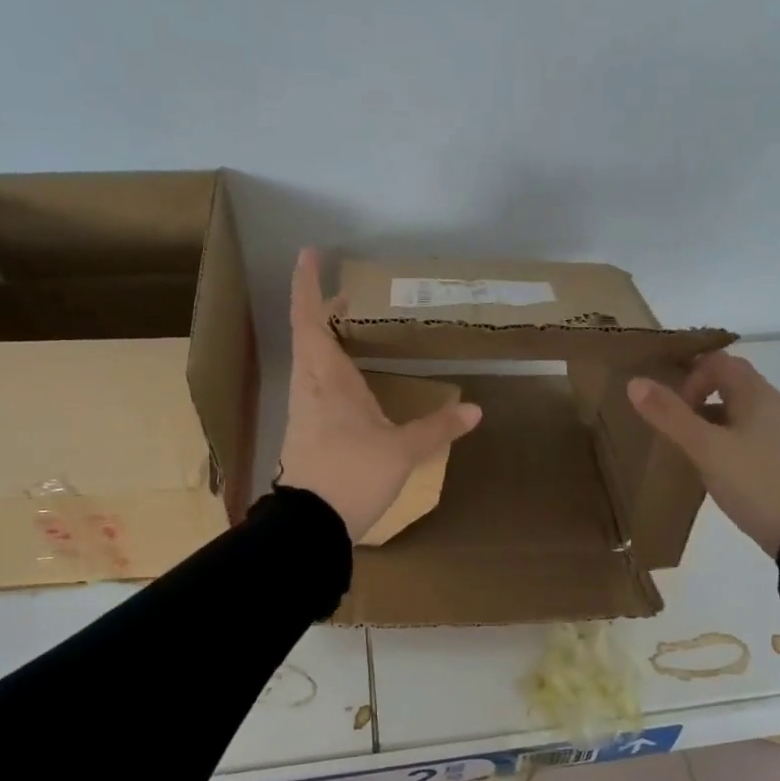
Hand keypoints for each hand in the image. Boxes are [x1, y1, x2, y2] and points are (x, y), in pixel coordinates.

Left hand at [278, 247, 482, 540]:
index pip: (309, 318)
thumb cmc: (351, 475)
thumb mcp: (401, 451)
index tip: (309, 253)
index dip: (306, 284)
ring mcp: (305, 411)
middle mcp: (310, 387)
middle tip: (351, 296)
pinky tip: (353, 384)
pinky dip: (332, 369)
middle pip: (309, 335)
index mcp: (326, 378)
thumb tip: (474, 409)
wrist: (309, 527)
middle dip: (326, 310)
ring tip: (354, 332)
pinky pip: (317, 386)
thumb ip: (437, 428)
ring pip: (311, 361)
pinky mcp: (307, 432)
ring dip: (328, 339)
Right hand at [627, 352, 779, 558]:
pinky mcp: (779, 456)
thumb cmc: (753, 481)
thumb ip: (669, 415)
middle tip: (675, 426)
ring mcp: (778, 431)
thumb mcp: (704, 448)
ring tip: (689, 449)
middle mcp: (771, 404)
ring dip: (708, 420)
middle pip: (728, 382)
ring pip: (736, 410)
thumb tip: (635, 382)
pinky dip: (723, 439)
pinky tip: (713, 467)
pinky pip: (745, 433)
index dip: (691, 378)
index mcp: (756, 393)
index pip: (718, 362)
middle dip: (696, 397)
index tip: (676, 411)